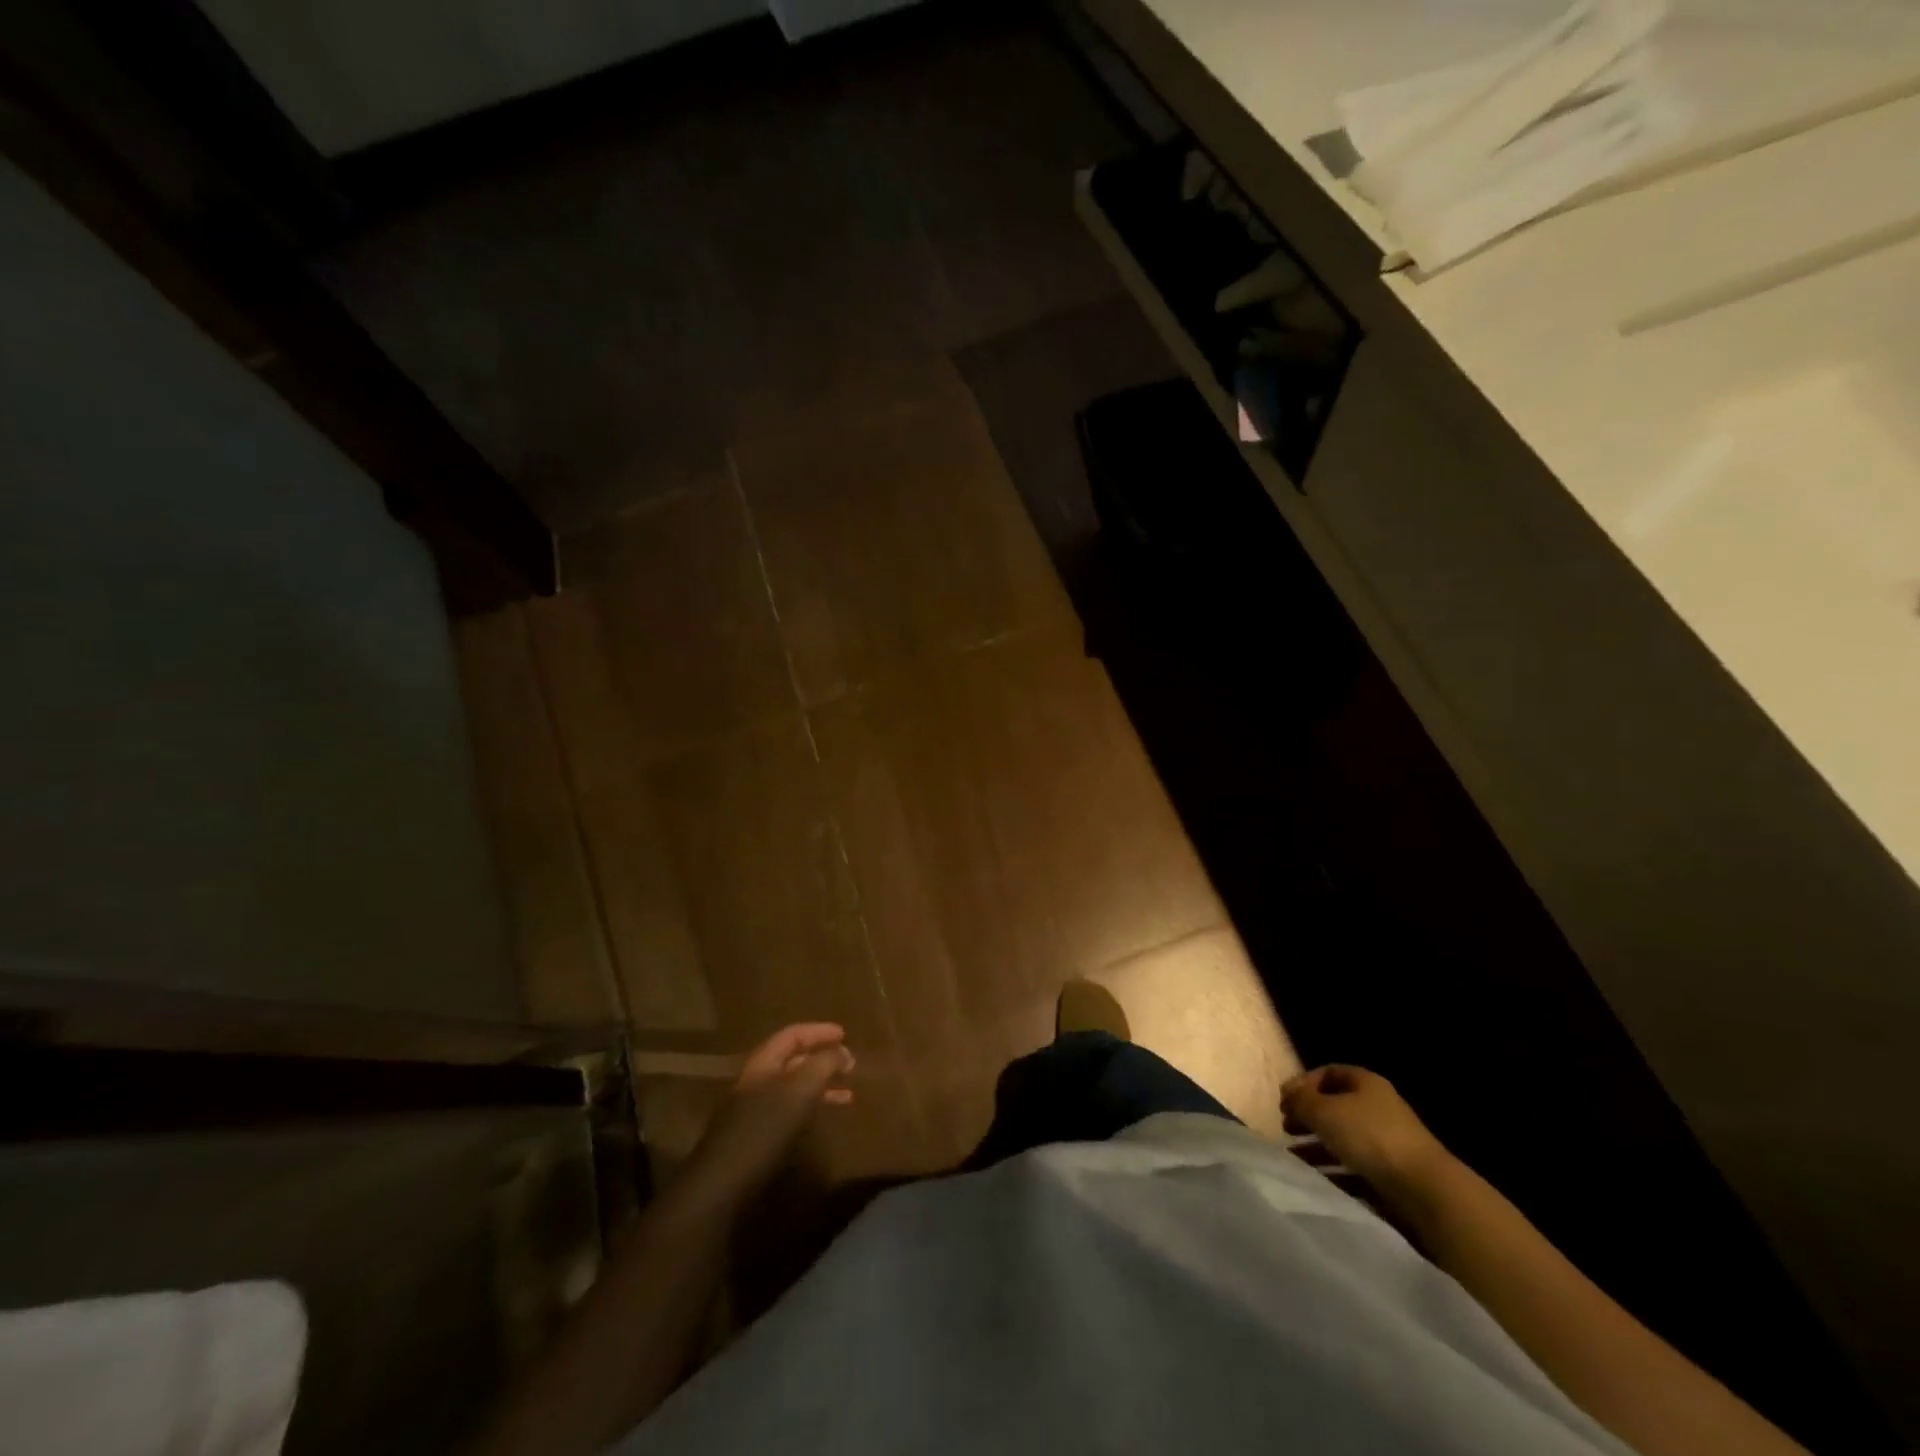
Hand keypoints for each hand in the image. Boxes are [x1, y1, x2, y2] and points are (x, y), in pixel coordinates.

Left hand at [682, 1024, 855, 1208]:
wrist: (722, 1184)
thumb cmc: (763, 1128)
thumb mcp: (800, 1089)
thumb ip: (823, 1064)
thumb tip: (842, 1051)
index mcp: (762, 1063)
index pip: (793, 1035)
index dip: (819, 1031)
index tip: (845, 1035)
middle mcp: (756, 1081)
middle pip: (793, 1060)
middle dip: (822, 1058)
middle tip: (850, 1064)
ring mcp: (753, 1109)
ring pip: (793, 1087)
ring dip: (820, 1086)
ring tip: (847, 1095)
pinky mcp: (755, 1136)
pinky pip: (789, 1110)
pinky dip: (810, 1108)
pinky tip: (822, 1119)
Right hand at [1281, 1065, 1450, 1190]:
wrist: (1425, 1189)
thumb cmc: (1369, 1136)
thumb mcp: (1324, 1111)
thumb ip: (1300, 1101)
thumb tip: (1289, 1097)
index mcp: (1365, 1083)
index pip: (1328, 1073)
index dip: (1303, 1084)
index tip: (1284, 1100)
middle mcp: (1377, 1107)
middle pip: (1334, 1106)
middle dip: (1308, 1116)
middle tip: (1286, 1128)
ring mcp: (1387, 1142)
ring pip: (1343, 1138)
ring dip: (1316, 1146)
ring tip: (1294, 1156)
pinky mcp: (1391, 1173)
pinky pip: (1355, 1166)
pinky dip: (1334, 1170)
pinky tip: (1316, 1178)